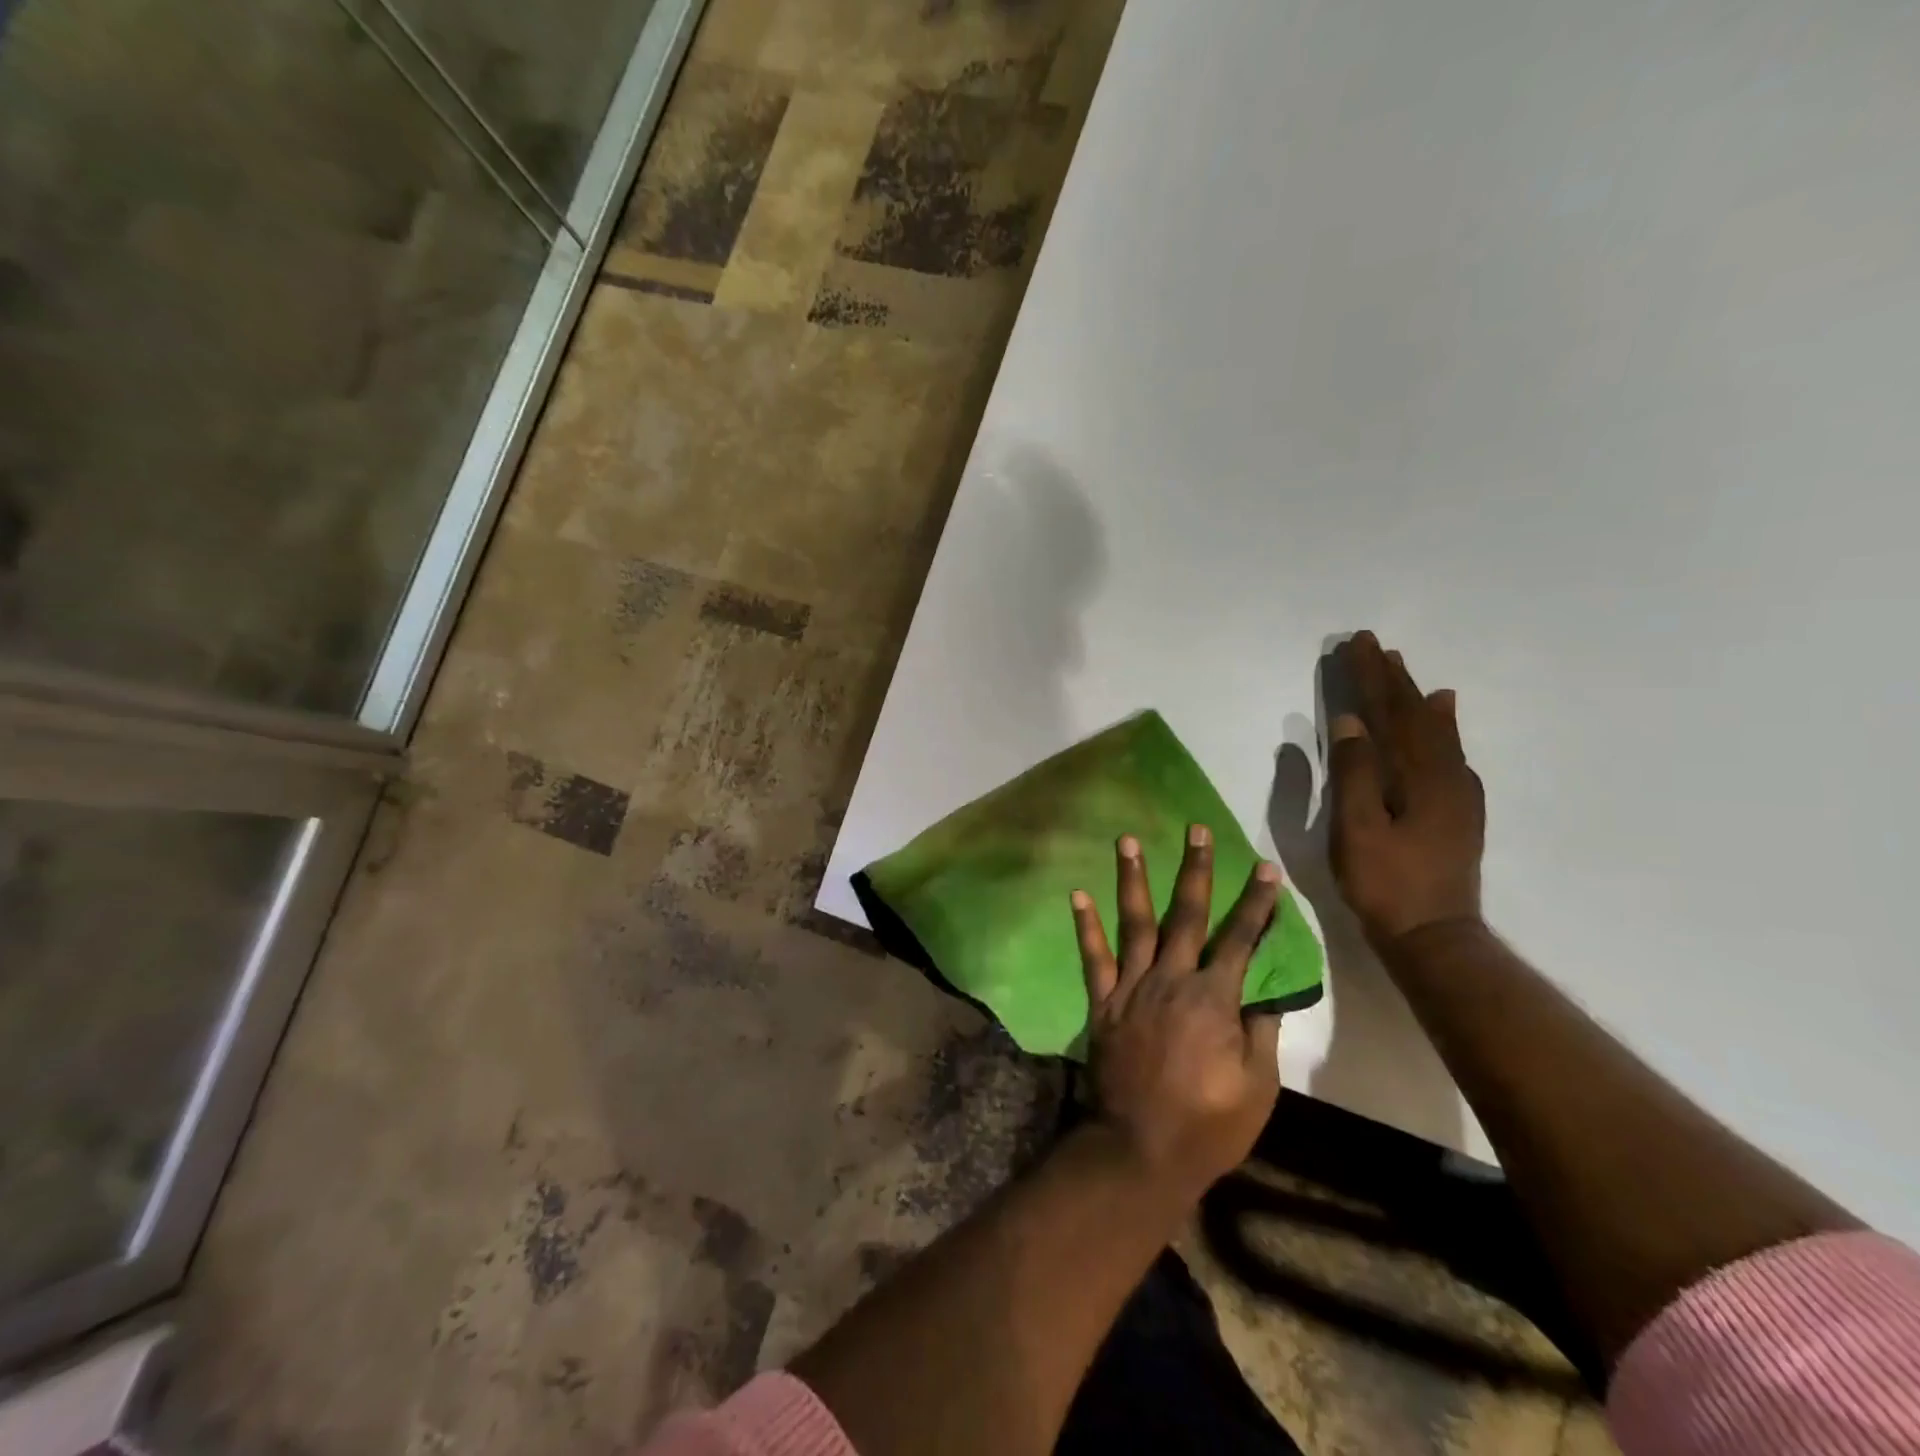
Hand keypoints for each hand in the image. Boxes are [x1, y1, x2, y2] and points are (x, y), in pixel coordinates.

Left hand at [1070, 827, 1282, 1203]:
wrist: (1140, 1149)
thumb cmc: (1208, 1124)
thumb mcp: (1257, 1087)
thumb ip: (1260, 1033)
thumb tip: (1264, 994)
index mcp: (1214, 998)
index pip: (1241, 939)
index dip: (1256, 903)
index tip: (1266, 868)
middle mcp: (1171, 979)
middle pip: (1186, 914)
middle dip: (1195, 869)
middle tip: (1197, 829)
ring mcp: (1132, 987)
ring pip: (1135, 923)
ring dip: (1132, 878)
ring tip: (1127, 839)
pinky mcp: (1103, 1002)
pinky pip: (1092, 957)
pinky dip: (1085, 925)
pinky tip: (1077, 892)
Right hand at [1328, 631, 1485, 942]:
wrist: (1434, 936)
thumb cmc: (1386, 883)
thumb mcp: (1357, 829)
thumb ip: (1354, 773)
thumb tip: (1352, 721)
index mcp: (1418, 775)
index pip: (1391, 712)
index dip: (1372, 678)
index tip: (1357, 644)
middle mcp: (1445, 775)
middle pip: (1416, 715)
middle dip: (1393, 679)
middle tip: (1375, 647)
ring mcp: (1456, 793)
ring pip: (1435, 732)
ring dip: (1417, 698)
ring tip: (1407, 672)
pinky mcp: (1457, 810)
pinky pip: (1449, 752)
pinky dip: (1442, 728)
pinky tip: (1443, 719)